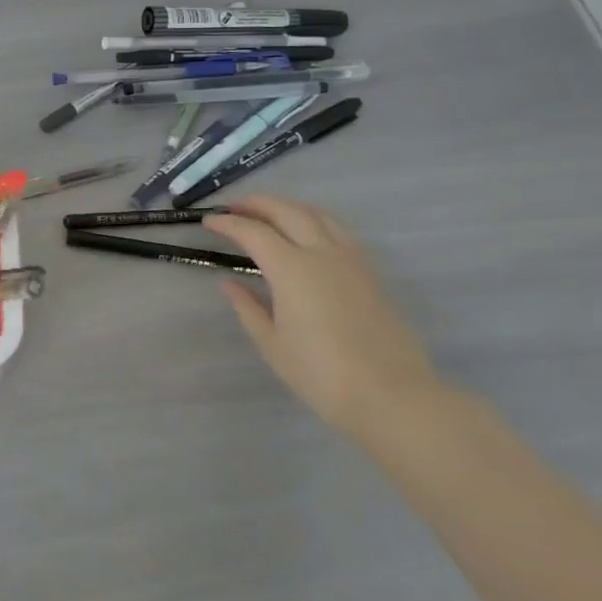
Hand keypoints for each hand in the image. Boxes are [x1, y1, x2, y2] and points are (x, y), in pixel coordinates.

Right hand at [204, 195, 444, 435]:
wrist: (393, 397)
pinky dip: (315, 220)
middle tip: (235, 207)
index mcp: (291, 269)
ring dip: (288, 207)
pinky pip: (338, 230)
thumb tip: (230, 284)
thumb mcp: (272, 344)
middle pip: (287, 211)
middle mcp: (322, 253)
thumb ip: (248, 307)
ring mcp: (351, 260)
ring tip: (270, 213)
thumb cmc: (322, 374)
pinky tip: (308, 234)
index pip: (253, 232)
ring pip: (317, 215)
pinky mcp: (370, 273)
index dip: (227, 223)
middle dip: (258, 204)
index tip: (209, 221)